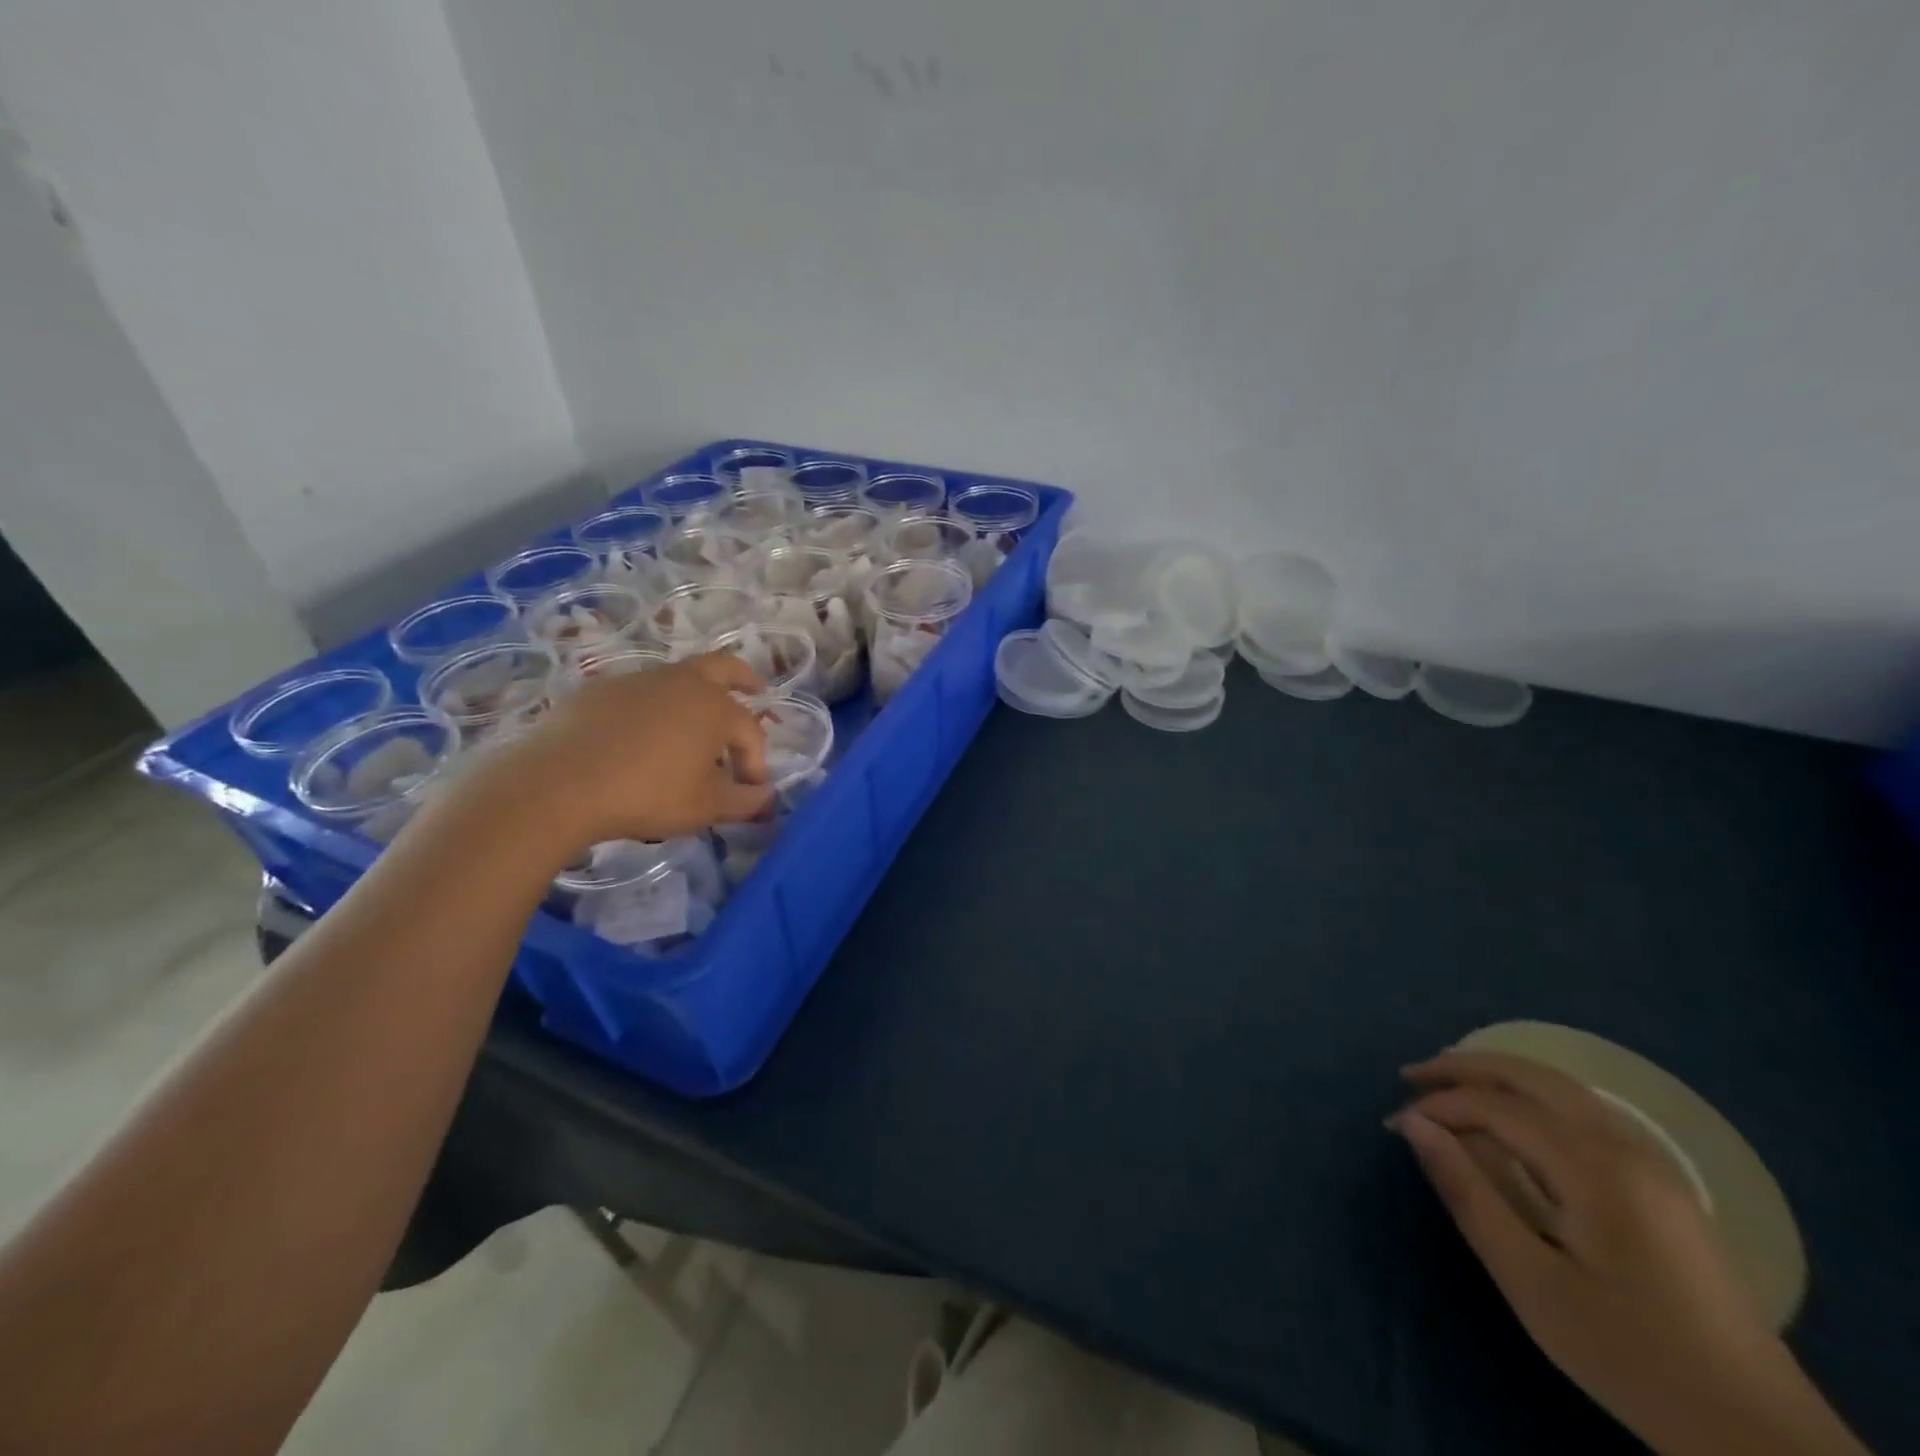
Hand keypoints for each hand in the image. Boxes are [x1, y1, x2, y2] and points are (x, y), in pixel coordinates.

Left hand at [481, 653, 774, 849]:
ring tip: (693, 726)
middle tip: (757, 689)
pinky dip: (653, 707)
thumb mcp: (706, 807)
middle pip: (724, 667)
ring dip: (696, 695)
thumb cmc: (648, 794)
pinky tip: (641, 735)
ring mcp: (639, 680)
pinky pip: (640, 693)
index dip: (756, 762)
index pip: (751, 732)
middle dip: (745, 678)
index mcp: (716, 707)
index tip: (749, 792)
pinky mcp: (600, 690)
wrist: (560, 785)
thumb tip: (767, 797)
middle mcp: (683, 682)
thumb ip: (745, 801)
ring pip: (678, 678)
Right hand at [1391, 1052, 1867, 1455]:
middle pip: (1532, 1076)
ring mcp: (1654, 1163)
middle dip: (1465, 1067)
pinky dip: (1534, 1097)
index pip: (1496, 1107)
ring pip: (1562, 1087)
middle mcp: (1627, 1147)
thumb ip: (1469, 1194)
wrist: (1762, 1436)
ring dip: (1500, 1077)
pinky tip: (1513, 1118)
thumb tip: (1414, 1126)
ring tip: (1449, 1087)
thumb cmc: (1630, 1357)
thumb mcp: (1532, 1282)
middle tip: (1411, 1078)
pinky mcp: (1664, 1184)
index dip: (1439, 1107)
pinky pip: (1585, 1112)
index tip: (1395, 1127)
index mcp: (1595, 1168)